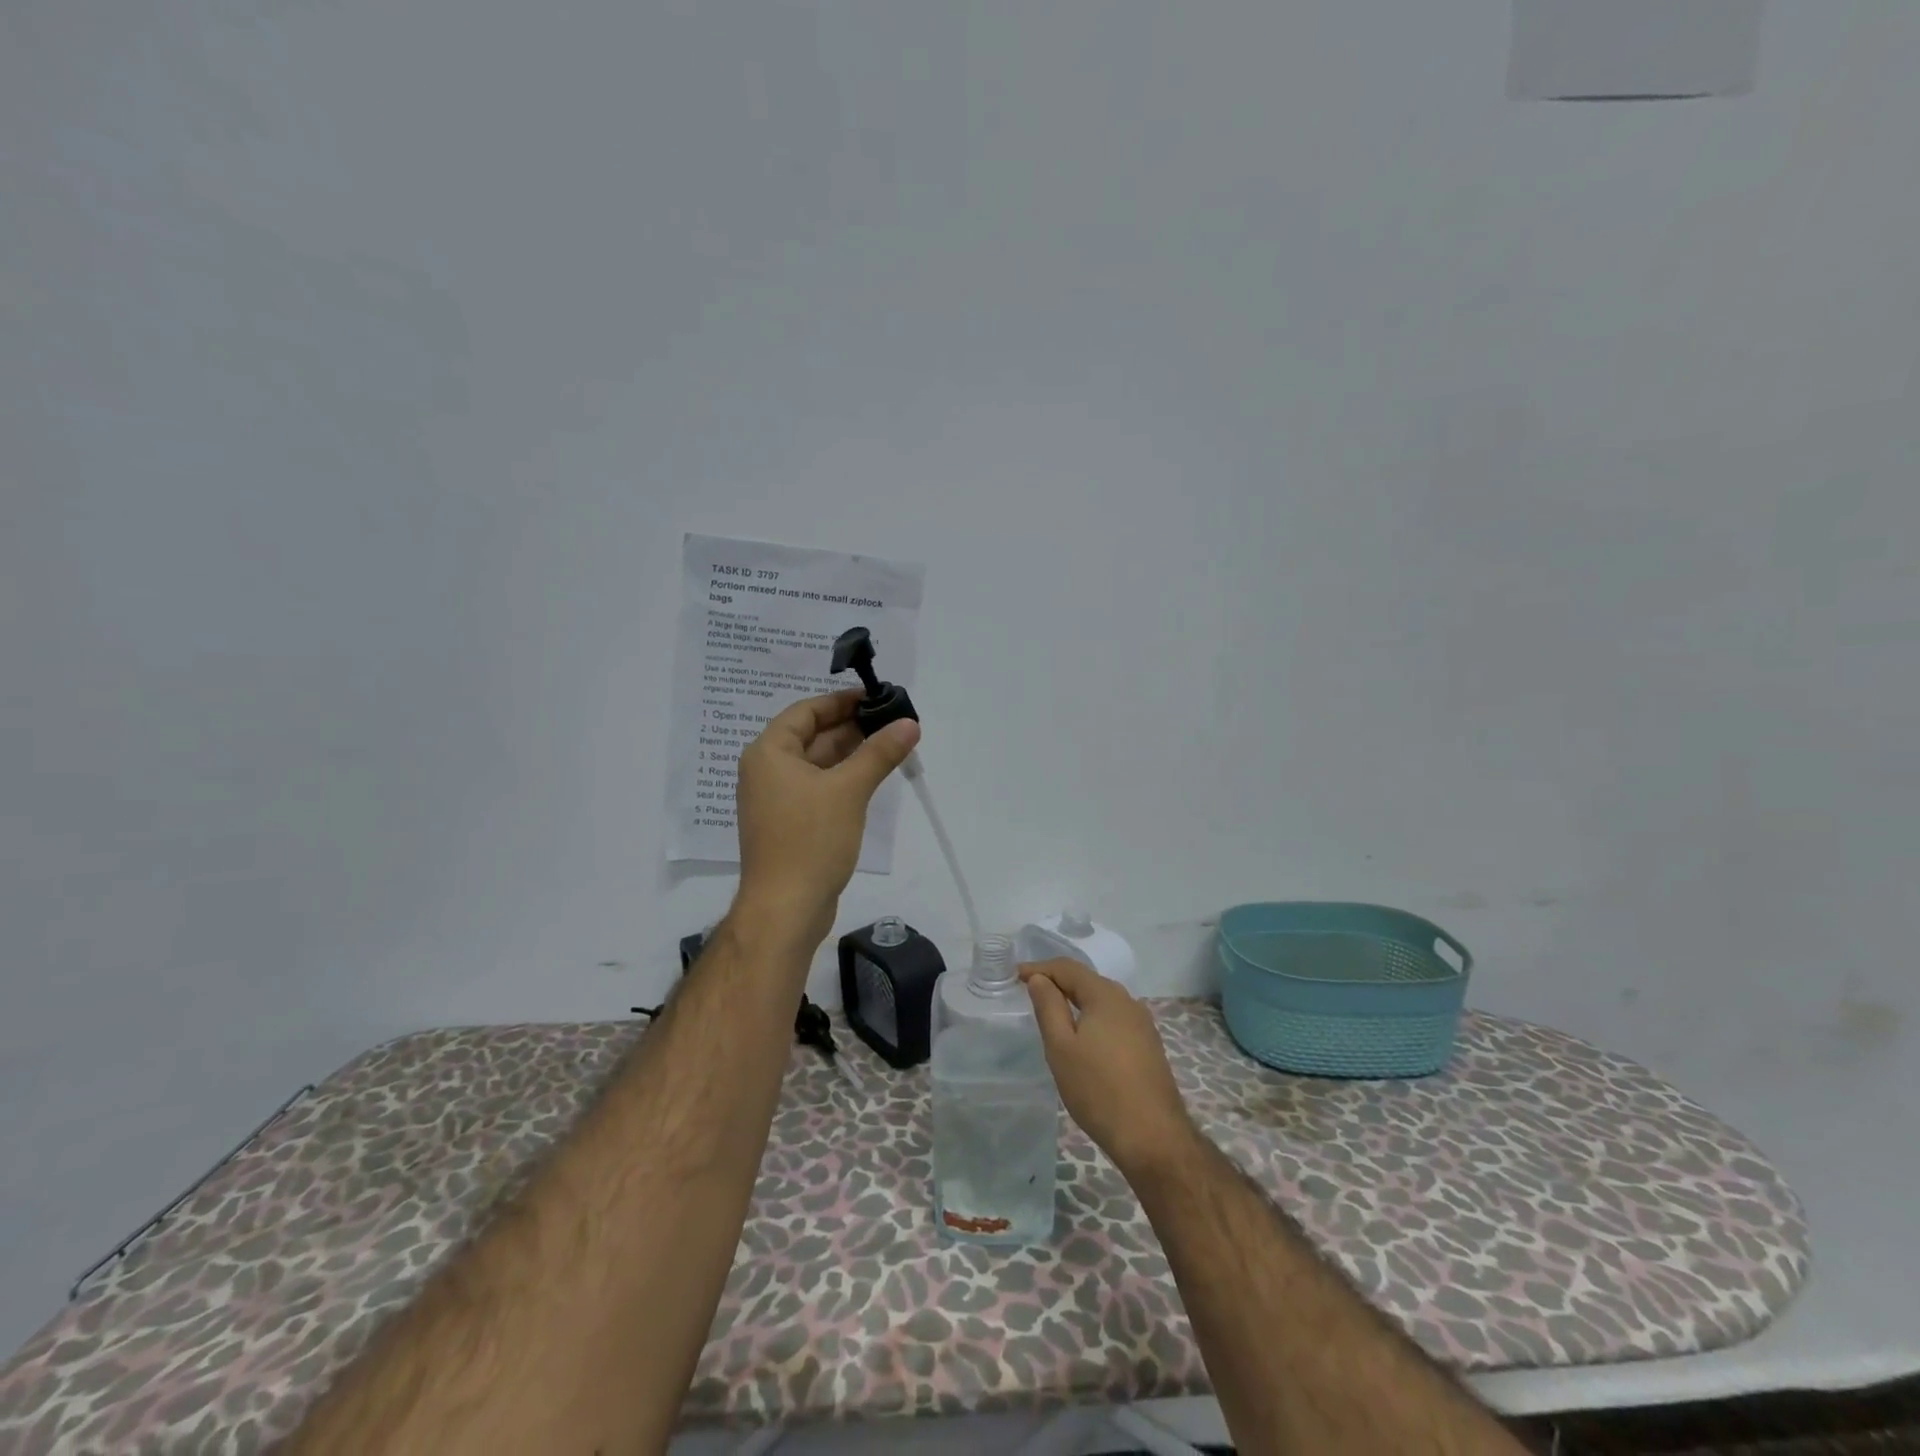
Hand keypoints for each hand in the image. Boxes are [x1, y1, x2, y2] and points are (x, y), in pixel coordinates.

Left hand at [733, 690, 919, 943]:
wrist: (786, 909)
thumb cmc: (810, 840)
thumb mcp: (849, 789)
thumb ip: (879, 752)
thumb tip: (909, 722)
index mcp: (768, 753)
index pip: (806, 711)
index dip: (841, 701)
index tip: (876, 697)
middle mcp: (767, 771)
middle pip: (812, 736)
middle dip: (852, 728)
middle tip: (893, 721)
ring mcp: (777, 799)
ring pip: (818, 764)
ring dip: (852, 754)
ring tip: (892, 744)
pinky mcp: (790, 823)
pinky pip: (818, 788)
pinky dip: (844, 779)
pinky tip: (873, 777)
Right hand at [1021, 958, 1196, 1179]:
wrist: (1153, 1137)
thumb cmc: (1099, 1090)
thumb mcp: (1062, 1047)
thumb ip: (1049, 1007)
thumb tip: (1040, 979)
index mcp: (1106, 995)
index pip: (1068, 968)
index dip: (1040, 968)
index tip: (1016, 976)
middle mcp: (1128, 1002)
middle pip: (1087, 981)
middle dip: (1058, 982)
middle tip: (1031, 991)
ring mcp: (1142, 1024)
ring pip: (1102, 1000)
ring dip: (1077, 1000)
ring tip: (1054, 1012)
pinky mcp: (1148, 1045)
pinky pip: (1114, 1018)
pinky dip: (1093, 1017)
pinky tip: (1084, 1036)